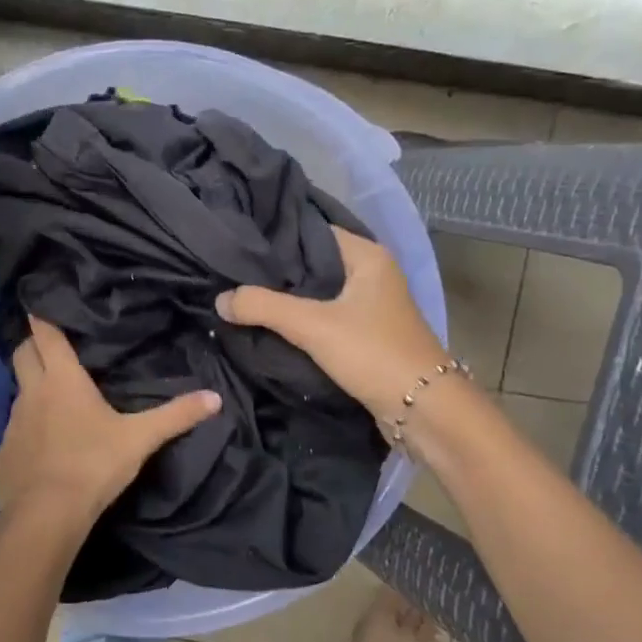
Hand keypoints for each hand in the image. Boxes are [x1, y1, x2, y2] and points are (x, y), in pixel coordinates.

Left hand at [0, 315, 221, 522]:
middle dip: (33, 344)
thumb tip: (215, 397)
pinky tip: (44, 444)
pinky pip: (15, 428)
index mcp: (62, 379)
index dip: (42, 316)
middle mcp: (31, 392)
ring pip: (19, 391)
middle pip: (22, 353)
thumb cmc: (93, 465)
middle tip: (53, 346)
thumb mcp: (140, 439)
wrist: (46, 515)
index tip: (42, 304)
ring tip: (55, 397)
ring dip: (32, 387)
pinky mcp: (3, 451)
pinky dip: (27, 427)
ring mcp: (12, 422)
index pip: (44, 333)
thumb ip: (176, 416)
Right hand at [216, 227, 448, 426]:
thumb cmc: (372, 353)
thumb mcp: (312, 325)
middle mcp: (372, 273)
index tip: (237, 243)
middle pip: (313, 263)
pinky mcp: (366, 334)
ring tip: (242, 295)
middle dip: (276, 271)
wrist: (422, 409)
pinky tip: (270, 323)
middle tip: (231, 272)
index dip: (275, 238)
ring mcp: (371, 305)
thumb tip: (219, 300)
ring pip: (318, 293)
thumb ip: (262, 307)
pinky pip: (325, 316)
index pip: (311, 232)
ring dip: (287, 298)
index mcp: (367, 255)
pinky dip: (301, 320)